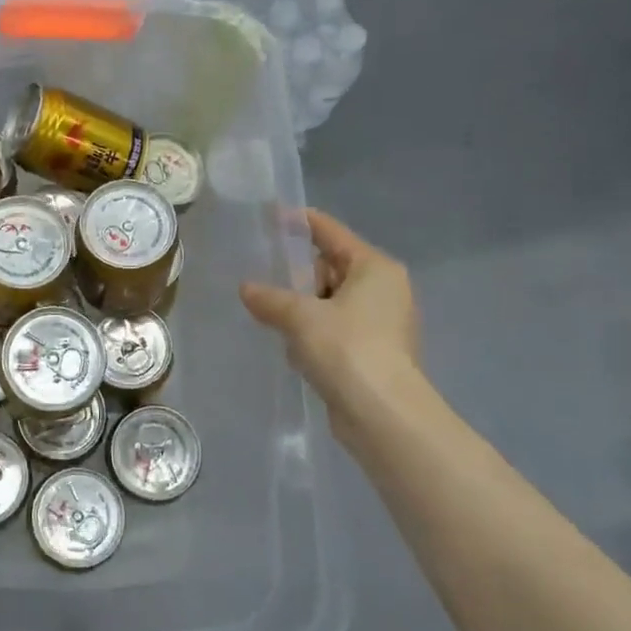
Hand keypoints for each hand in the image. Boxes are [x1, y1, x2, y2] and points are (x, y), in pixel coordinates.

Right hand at [240, 209, 421, 436]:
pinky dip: (315, 333)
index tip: (273, 215)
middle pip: (331, 268)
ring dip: (303, 309)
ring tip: (271, 315)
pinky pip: (336, 329)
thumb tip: (246, 289)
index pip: (332, 233)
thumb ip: (270, 299)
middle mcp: (384, 290)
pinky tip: (293, 347)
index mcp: (375, 268)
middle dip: (298, 276)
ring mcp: (382, 323)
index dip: (301, 223)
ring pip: (331, 302)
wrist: (383, 415)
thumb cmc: (347, 349)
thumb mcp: (300, 317)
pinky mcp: (374, 353)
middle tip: (265, 279)